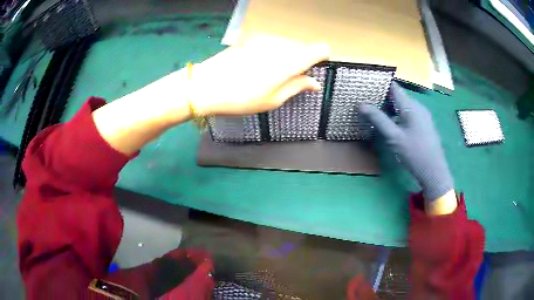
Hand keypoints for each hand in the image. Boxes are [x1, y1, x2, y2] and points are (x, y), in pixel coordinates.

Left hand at [93, 36, 328, 155]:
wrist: (205, 85)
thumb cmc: (242, 97)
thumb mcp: (273, 99)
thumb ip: (298, 86)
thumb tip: (315, 83)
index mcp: (292, 59)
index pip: (321, 49)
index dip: (320, 59)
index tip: (312, 71)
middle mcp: (282, 43)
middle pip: (303, 47)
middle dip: (301, 61)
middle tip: (286, 80)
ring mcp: (265, 38)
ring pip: (286, 45)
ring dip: (285, 57)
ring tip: (267, 76)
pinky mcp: (251, 38)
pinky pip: (271, 43)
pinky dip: (270, 53)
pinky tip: (254, 67)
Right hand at [359, 83, 453, 202]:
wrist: (434, 171)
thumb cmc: (414, 153)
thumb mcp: (394, 137)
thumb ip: (378, 119)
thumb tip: (361, 104)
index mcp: (411, 106)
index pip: (394, 87)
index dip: (380, 84)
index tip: (366, 86)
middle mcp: (418, 106)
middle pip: (398, 96)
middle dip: (383, 98)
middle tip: (367, 102)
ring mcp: (423, 116)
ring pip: (403, 106)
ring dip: (390, 108)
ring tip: (376, 114)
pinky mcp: (424, 125)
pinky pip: (409, 114)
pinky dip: (398, 115)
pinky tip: (392, 125)